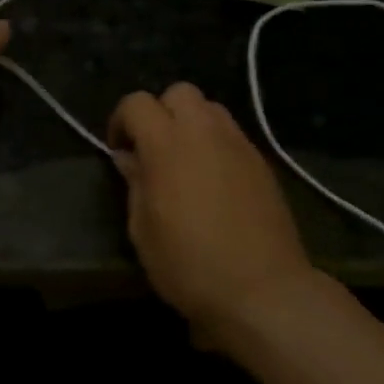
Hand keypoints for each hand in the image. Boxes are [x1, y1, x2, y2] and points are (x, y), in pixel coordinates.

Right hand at [108, 83, 314, 334]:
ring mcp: (239, 144)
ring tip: (185, 161)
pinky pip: (232, 135)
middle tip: (154, 149)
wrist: (263, 290)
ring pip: (210, 109)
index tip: (119, 150)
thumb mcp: (143, 230)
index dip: (121, 121)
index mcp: (167, 144)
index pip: (137, 103)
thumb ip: (134, 183)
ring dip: (191, 124)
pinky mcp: (262, 162)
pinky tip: (213, 179)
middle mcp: (204, 132)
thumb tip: (129, 158)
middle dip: (161, 112)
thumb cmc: (189, 265)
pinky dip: (215, 144)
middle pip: (179, 92)